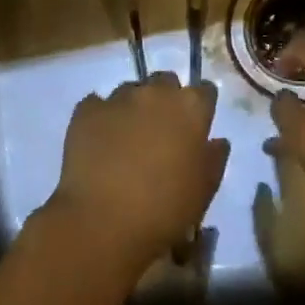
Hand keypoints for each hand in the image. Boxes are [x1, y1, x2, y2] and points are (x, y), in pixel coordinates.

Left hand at [52, 72, 229, 268]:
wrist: (103, 222)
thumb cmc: (165, 209)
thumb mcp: (204, 190)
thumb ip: (214, 158)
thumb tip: (217, 140)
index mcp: (191, 108)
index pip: (205, 91)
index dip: (201, 107)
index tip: (196, 125)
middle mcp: (156, 92)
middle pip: (166, 82)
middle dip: (166, 99)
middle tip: (161, 130)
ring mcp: (119, 98)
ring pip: (131, 91)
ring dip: (134, 107)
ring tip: (127, 138)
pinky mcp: (87, 110)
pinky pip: (98, 105)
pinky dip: (101, 117)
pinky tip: (100, 141)